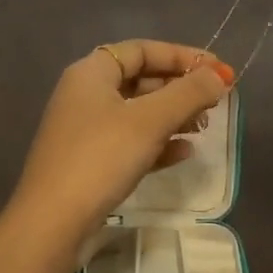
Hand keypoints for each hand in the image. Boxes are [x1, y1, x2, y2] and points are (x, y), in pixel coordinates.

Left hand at [8, 40, 232, 256]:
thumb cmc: (100, 158)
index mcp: (91, 73)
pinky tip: (184, 153)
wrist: (52, 223)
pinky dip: (158, 143)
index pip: (141, 49)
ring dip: (173, 116)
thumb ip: (189, 93)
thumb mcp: (150, 121)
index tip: (217, 69)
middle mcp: (85, 95)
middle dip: (180, 88)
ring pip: (138, 113)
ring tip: (204, 127)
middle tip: (214, 102)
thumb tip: (220, 74)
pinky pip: (131, 142)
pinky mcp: (90, 163)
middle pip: (141, 79)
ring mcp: (86, 131)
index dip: (181, 55)